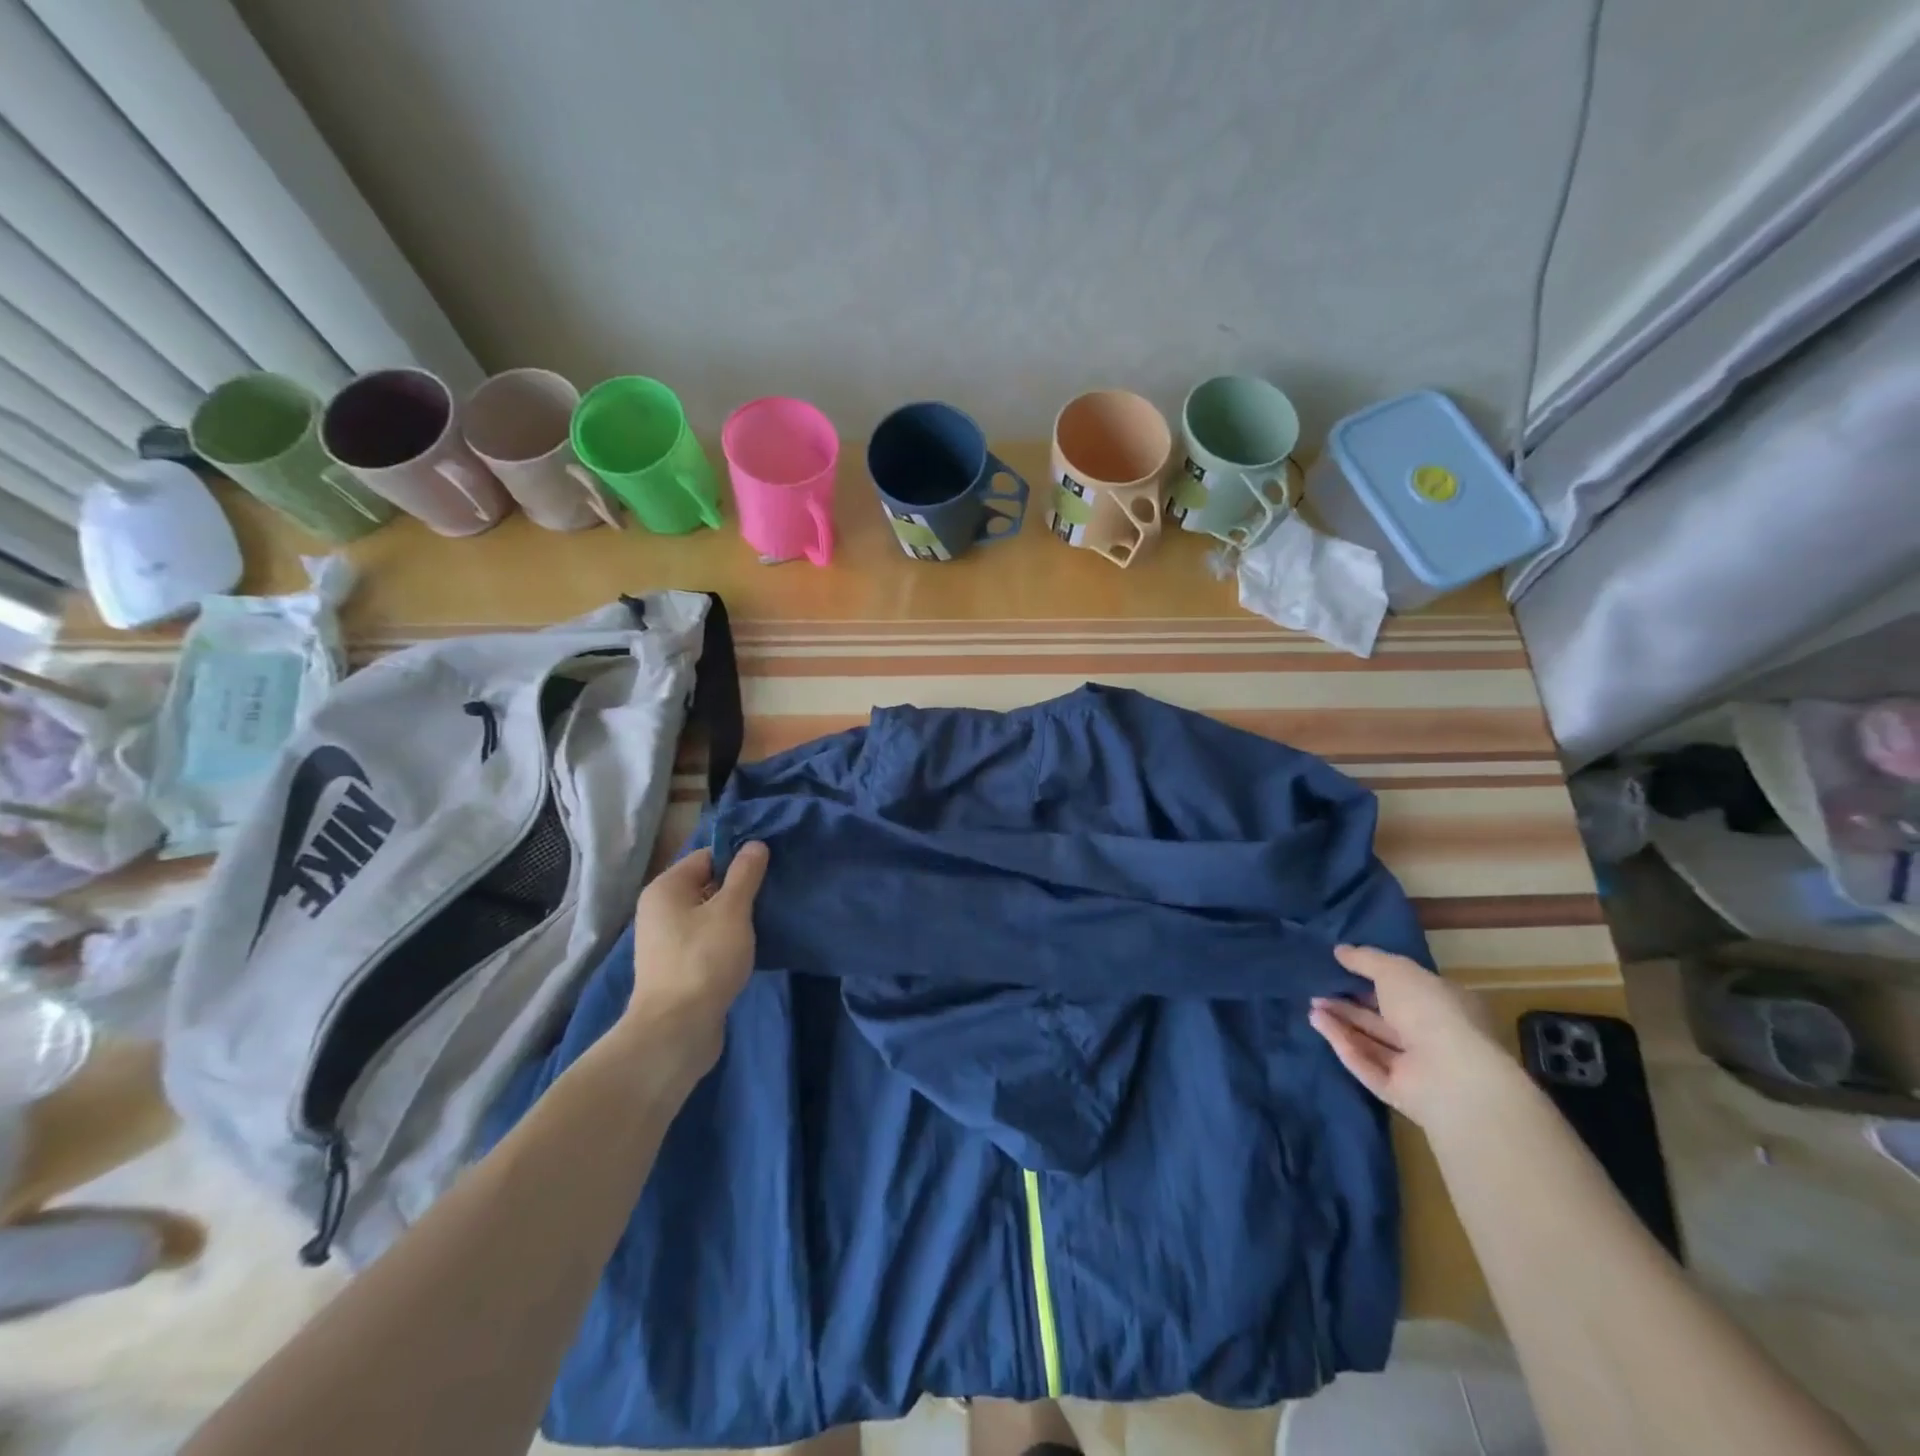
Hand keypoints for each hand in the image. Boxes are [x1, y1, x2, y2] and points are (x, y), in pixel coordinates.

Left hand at [618, 842, 769, 1078]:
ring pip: (709, 915)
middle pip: (707, 885)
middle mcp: (659, 910)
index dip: (739, 858)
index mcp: (665, 888)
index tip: (770, 867)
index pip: (707, 856)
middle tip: (774, 892)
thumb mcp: (732, 911)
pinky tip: (752, 946)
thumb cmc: (704, 960)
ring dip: (736, 916)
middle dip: (740, 888)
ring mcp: (666, 941)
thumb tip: (755, 844)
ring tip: (768, 918)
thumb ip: (745, 875)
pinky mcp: (677, 967)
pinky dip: (727, 939)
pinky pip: (707, 940)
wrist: (677, 1030)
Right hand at [1308, 944, 1521, 1131]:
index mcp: (1444, 1005)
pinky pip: (1364, 1063)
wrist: (1451, 1076)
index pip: (1407, 989)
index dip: (1375, 978)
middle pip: (1384, 1017)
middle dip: (1350, 1002)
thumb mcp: (1395, 970)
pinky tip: (1317, 1022)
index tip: (1343, 967)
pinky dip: (1341, 1043)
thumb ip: (1366, 959)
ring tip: (1312, 1004)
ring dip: (1341, 1021)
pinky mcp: (1397, 1091)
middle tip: (1319, 988)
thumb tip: (1339, 950)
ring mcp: (1416, 1067)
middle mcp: (1433, 1036)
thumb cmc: (1431, 1011)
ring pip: (1371, 1041)